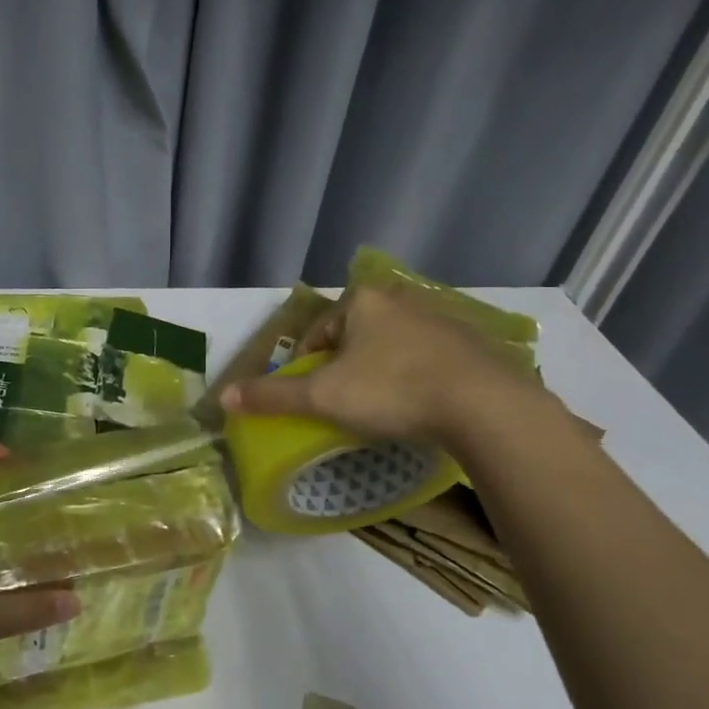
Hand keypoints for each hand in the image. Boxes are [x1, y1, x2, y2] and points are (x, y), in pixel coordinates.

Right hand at [219, 285, 536, 445]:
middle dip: (344, 367)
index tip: (310, 396)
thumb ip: (273, 396)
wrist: (485, 405)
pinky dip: (417, 377)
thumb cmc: (392, 391)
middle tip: (344, 403)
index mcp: (362, 302)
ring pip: (393, 346)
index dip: (306, 365)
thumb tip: (224, 396)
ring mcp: (442, 319)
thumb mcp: (323, 397)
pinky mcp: (474, 343)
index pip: (318, 331)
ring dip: (381, 370)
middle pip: (355, 336)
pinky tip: (421, 405)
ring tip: (382, 408)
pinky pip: (430, 358)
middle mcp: (401, 299)